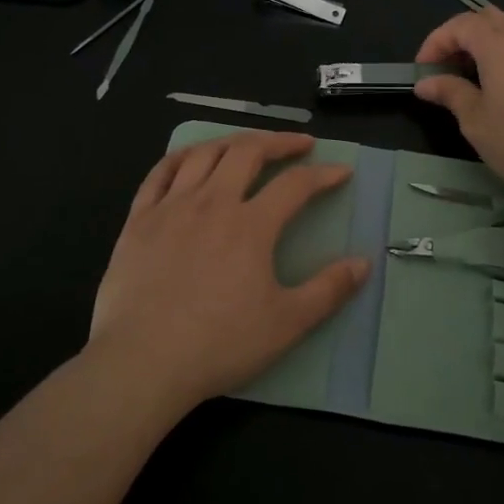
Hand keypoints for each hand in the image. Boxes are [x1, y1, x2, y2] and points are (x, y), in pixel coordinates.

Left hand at [89, 131, 368, 412]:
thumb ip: (328, 290)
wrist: (142, 362)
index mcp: (250, 225)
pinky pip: (160, 173)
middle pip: (248, 152)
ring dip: (232, 142)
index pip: (295, 185)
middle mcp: (211, 203)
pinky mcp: (139, 220)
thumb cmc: (219, 344)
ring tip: (248, 145)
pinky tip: (190, 159)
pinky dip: (181, 157)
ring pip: (204, 154)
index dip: (323, 175)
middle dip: (279, 142)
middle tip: (298, 145)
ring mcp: (170, 208)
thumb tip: (364, 263)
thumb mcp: (287, 324)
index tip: (341, 172)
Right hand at [413, 8, 503, 201]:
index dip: (436, 41)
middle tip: (449, 66)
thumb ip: (450, 93)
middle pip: (488, 17)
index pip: (460, 25)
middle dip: (462, 35)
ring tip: (482, 67)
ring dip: (492, 36)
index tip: (424, 69)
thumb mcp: (475, 121)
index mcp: (497, 46)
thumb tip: (425, 83)